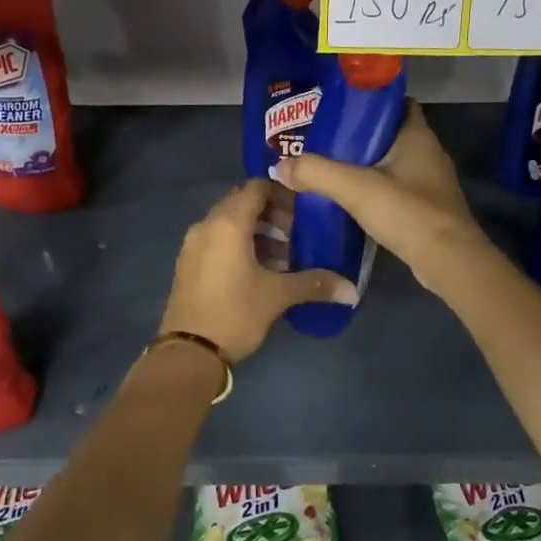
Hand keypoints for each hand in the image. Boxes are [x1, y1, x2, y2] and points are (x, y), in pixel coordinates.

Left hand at [159, 179, 357, 361]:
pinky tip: (260, 270)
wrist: (189, 352)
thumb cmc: (235, 313)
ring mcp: (193, 244)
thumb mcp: (277, 296)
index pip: (256, 187)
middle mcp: (207, 225)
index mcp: (227, 223)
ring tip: (283, 256)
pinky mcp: (189, 263)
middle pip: (242, 203)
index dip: (282, 193)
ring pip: (229, 223)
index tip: (305, 209)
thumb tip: (351, 290)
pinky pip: (218, 240)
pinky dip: (239, 245)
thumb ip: (315, 284)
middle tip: (297, 234)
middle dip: (271, 214)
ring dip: (257, 232)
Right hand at [275, 102, 488, 291]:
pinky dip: (374, 190)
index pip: (396, 103)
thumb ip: (316, 172)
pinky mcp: (427, 209)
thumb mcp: (354, 188)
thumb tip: (279, 166)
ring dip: (365, 166)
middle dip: (358, 137)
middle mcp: (428, 153)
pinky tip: (350, 200)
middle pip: (389, 135)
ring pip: (392, 164)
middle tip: (322, 141)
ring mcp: (430, 183)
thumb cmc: (407, 212)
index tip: (337, 109)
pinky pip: (395, 190)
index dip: (368, 102)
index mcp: (417, 135)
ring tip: (329, 169)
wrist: (448, 261)